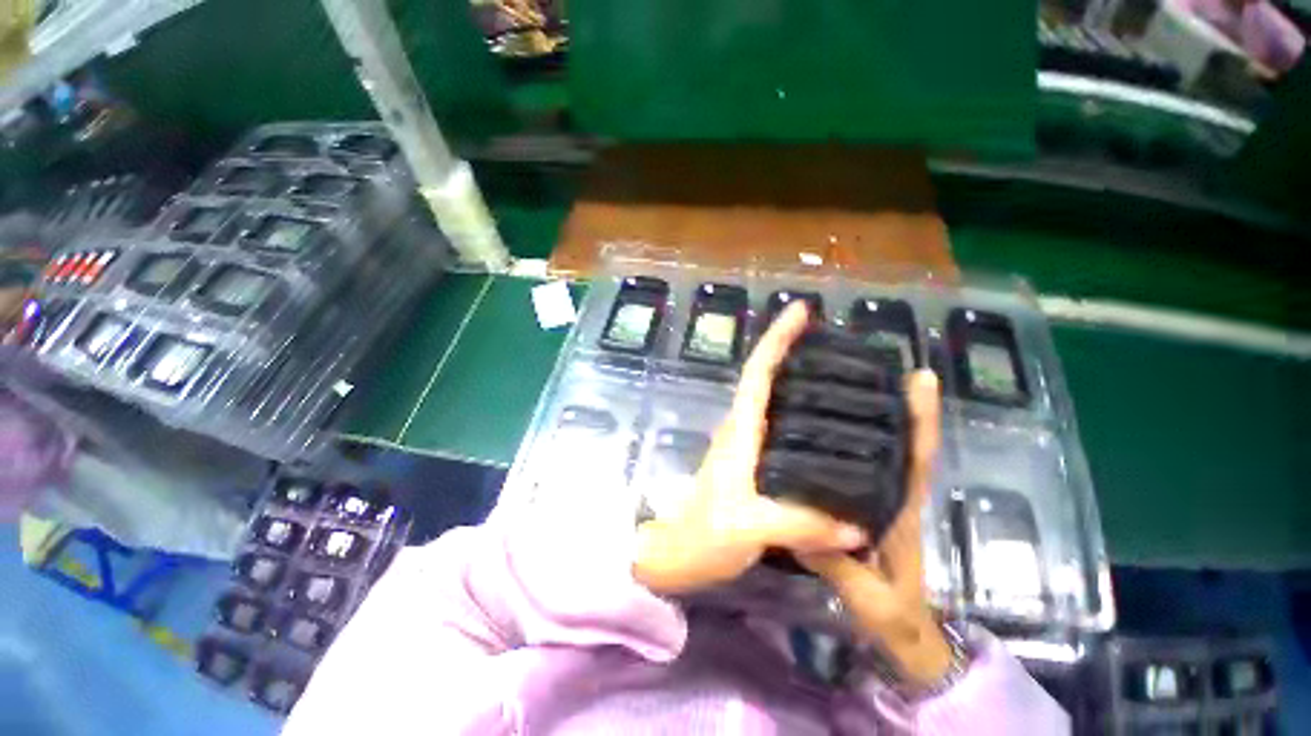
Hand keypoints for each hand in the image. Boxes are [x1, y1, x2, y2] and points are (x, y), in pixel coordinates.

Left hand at [633, 301, 867, 595]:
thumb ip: (800, 525)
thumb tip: (859, 526)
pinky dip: (803, 417)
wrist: (678, 553)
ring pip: (775, 401)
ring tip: (846, 376)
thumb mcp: (747, 528)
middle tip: (839, 342)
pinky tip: (832, 427)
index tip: (801, 310)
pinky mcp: (752, 463)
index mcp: (740, 430)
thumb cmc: (702, 534)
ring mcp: (747, 446)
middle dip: (795, 352)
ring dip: (801, 381)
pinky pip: (781, 429)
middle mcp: (743, 428)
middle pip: (769, 378)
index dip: (777, 339)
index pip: (758, 372)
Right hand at [797, 370, 951, 686]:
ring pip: (880, 447)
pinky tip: (821, 427)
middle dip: (893, 401)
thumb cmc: (892, 612)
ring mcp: (877, 496)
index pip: (918, 456)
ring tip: (842, 385)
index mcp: (901, 507)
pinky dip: (850, 440)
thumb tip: (800, 527)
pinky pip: (858, 463)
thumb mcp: (866, 595)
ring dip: (872, 415)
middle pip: (899, 439)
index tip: (921, 378)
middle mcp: (892, 492)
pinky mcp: (862, 503)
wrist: (900, 631)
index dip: (922, 417)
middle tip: (867, 366)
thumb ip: (838, 565)